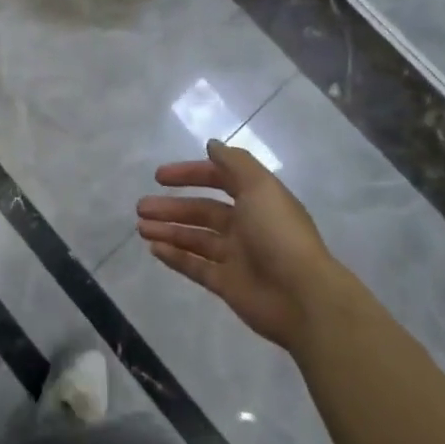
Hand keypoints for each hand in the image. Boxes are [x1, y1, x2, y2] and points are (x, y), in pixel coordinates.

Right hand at [137, 139, 335, 350]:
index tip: (160, 177)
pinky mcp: (228, 284)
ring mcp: (237, 256)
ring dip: (167, 230)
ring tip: (141, 227)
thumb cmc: (279, 234)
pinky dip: (174, 256)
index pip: (219, 180)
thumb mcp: (260, 187)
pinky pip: (195, 266)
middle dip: (171, 207)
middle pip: (202, 211)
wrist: (303, 298)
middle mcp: (246, 225)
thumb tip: (212, 145)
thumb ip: (234, 163)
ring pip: (195, 238)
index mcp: (257, 200)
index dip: (190, 174)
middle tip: (141, 207)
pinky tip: (153, 248)